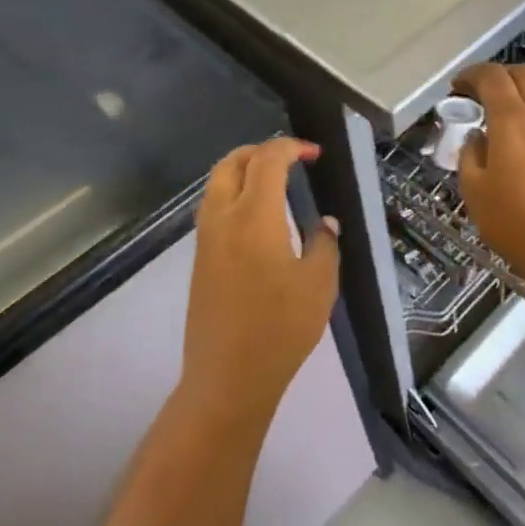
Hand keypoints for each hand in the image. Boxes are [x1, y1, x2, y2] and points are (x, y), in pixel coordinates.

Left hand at [183, 138, 340, 418]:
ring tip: (274, 183)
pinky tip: (258, 217)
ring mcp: (206, 240)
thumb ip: (324, 243)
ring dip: (242, 171)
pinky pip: (213, 208)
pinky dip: (232, 194)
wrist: (227, 378)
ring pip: (216, 184)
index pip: (267, 160)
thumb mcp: (319, 284)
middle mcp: (223, 218)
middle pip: (231, 162)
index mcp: (254, 216)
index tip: (314, 154)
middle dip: (260, 151)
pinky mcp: (199, 260)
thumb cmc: (280, 328)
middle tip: (290, 159)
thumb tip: (324, 222)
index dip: (291, 147)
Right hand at [453, 63, 524, 277]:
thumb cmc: (513, 221)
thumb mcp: (473, 189)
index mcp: (511, 119)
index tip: (458, 86)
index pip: (491, 77)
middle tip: (483, 93)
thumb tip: (477, 136)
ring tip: (517, 102)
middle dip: (499, 75)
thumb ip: (470, 154)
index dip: (472, 75)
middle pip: (524, 73)